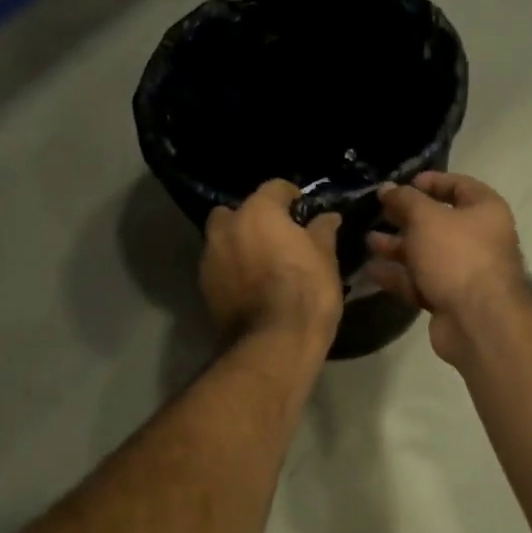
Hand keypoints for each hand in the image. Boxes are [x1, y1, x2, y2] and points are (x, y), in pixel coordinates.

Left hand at [201, 180, 343, 348]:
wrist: (273, 344)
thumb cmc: (306, 292)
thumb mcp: (325, 258)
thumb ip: (323, 231)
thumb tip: (328, 217)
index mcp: (257, 212)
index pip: (274, 188)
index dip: (291, 196)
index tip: (303, 210)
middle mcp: (226, 228)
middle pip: (237, 211)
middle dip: (253, 219)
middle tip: (277, 237)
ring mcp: (210, 258)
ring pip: (223, 239)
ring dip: (239, 244)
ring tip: (263, 263)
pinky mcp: (204, 287)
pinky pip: (219, 266)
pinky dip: (232, 269)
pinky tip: (251, 286)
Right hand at [365, 171, 526, 364]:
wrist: (478, 321)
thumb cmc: (457, 256)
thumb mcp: (426, 218)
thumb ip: (405, 200)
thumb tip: (387, 188)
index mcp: (485, 211)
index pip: (459, 186)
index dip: (432, 182)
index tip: (403, 183)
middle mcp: (479, 238)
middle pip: (438, 221)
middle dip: (406, 217)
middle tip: (378, 211)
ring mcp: (464, 271)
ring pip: (426, 253)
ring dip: (397, 247)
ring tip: (368, 240)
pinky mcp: (449, 298)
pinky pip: (420, 280)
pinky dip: (398, 275)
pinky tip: (372, 270)